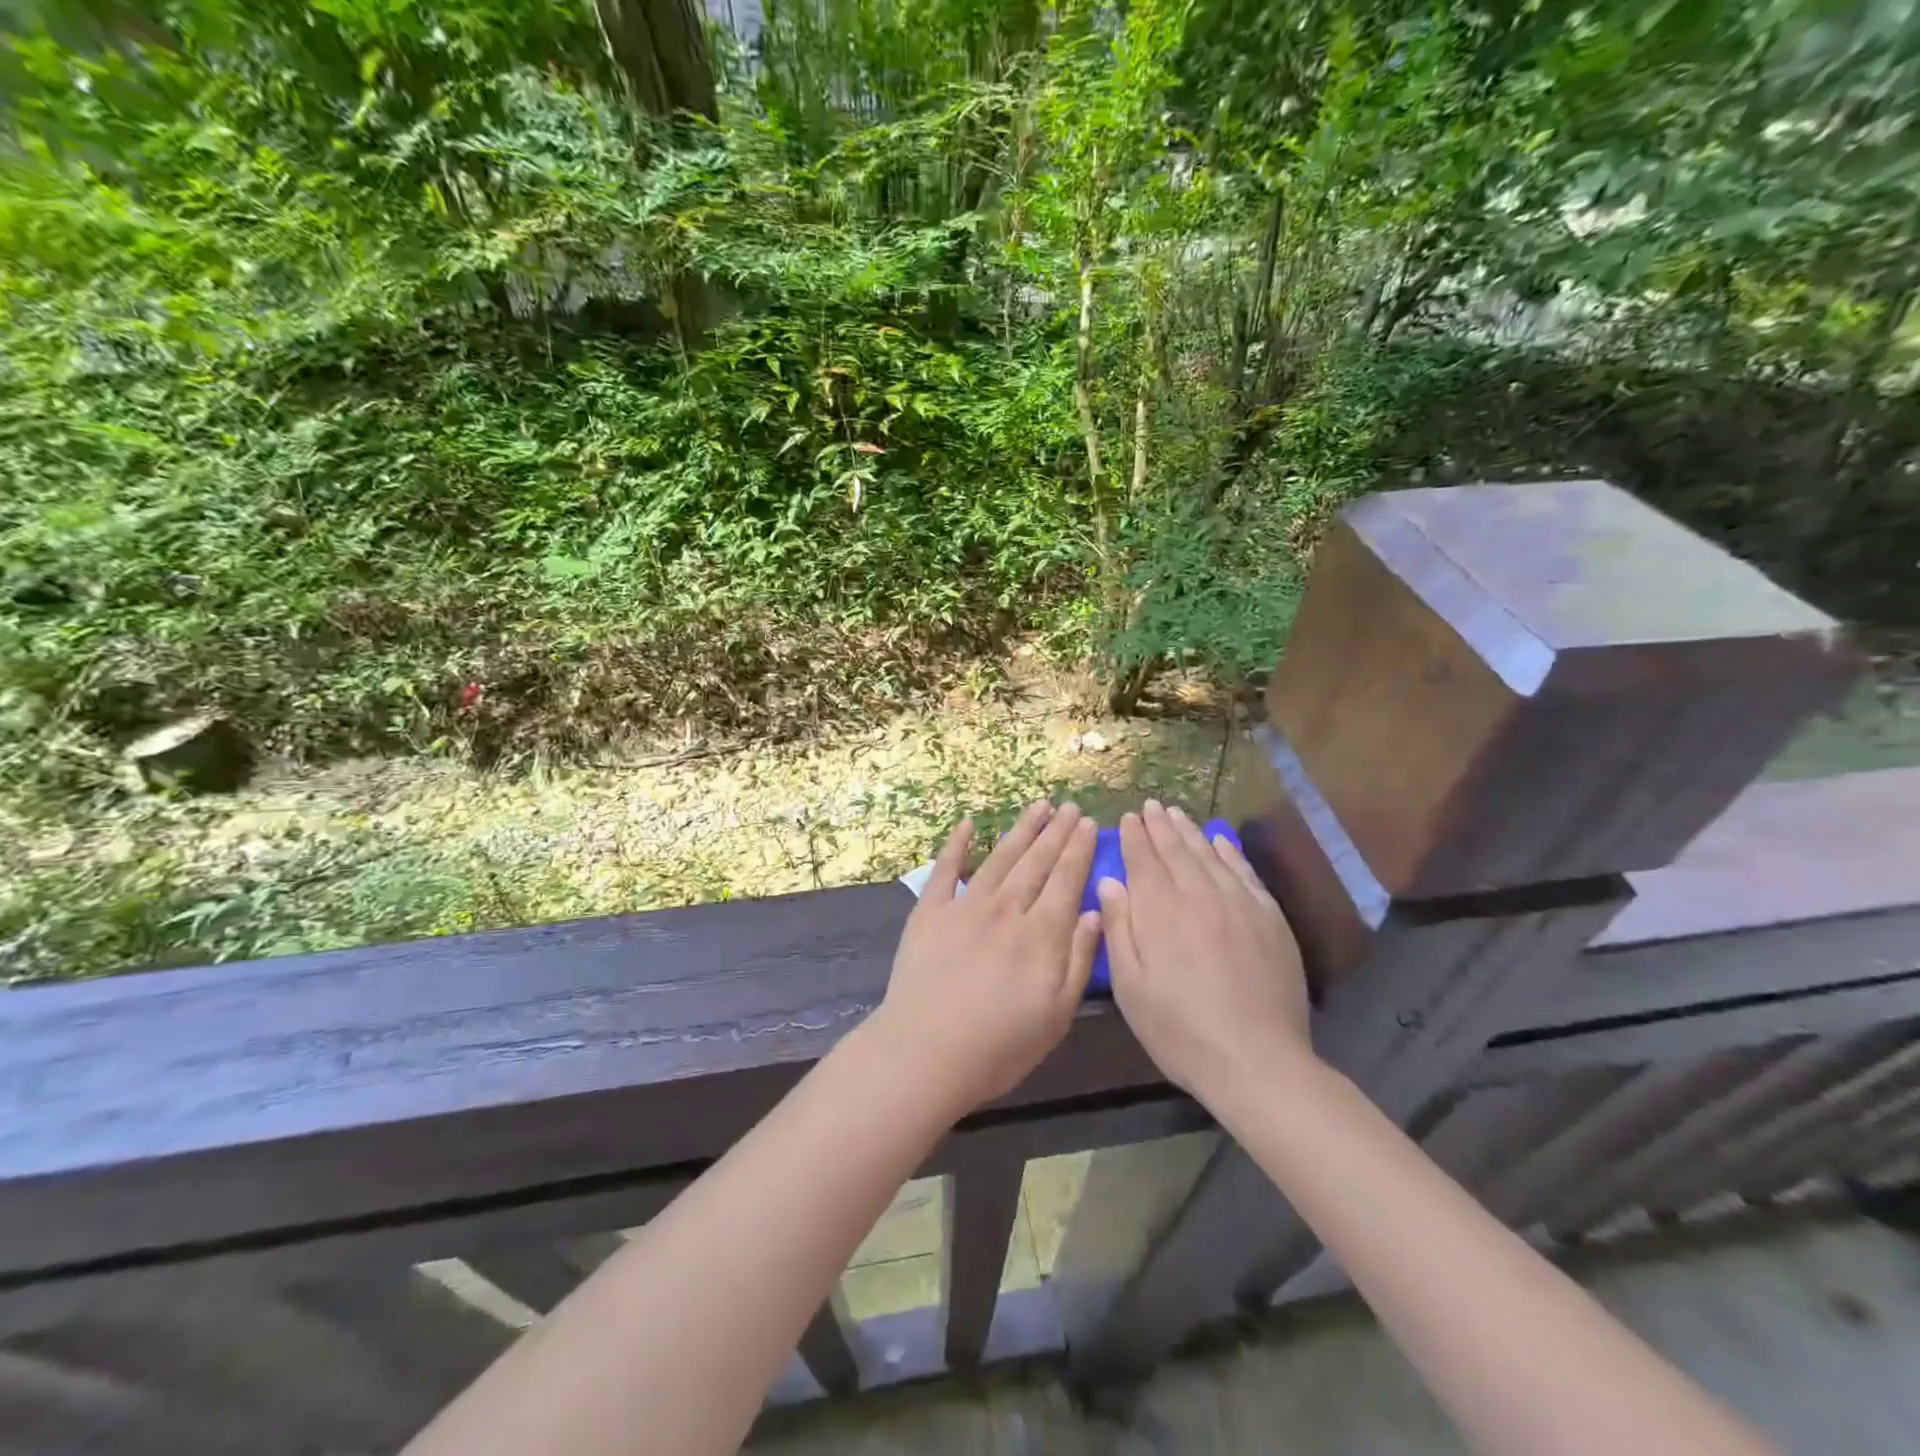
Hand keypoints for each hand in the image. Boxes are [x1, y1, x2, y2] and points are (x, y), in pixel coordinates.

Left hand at [871, 801, 1100, 1116]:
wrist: (926, 1052)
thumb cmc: (1000, 1046)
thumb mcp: (1057, 1014)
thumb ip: (1079, 960)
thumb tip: (1094, 911)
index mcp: (1041, 934)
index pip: (1066, 880)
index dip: (1078, 850)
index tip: (1088, 824)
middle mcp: (1007, 909)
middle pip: (1037, 862)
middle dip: (1056, 832)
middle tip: (1070, 806)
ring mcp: (965, 905)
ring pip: (1000, 858)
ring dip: (1021, 830)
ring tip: (1038, 806)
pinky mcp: (930, 912)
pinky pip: (946, 869)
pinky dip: (956, 843)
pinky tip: (968, 823)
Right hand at [1096, 800, 1310, 1099]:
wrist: (1256, 1060)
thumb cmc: (1179, 1030)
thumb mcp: (1131, 987)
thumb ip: (1118, 929)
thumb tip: (1110, 882)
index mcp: (1161, 911)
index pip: (1144, 860)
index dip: (1134, 837)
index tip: (1128, 818)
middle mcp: (1199, 895)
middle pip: (1177, 850)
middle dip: (1160, 826)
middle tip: (1151, 806)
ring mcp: (1239, 904)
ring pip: (1209, 855)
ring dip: (1191, 832)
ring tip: (1177, 815)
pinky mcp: (1269, 917)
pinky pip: (1244, 872)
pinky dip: (1229, 852)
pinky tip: (1220, 842)